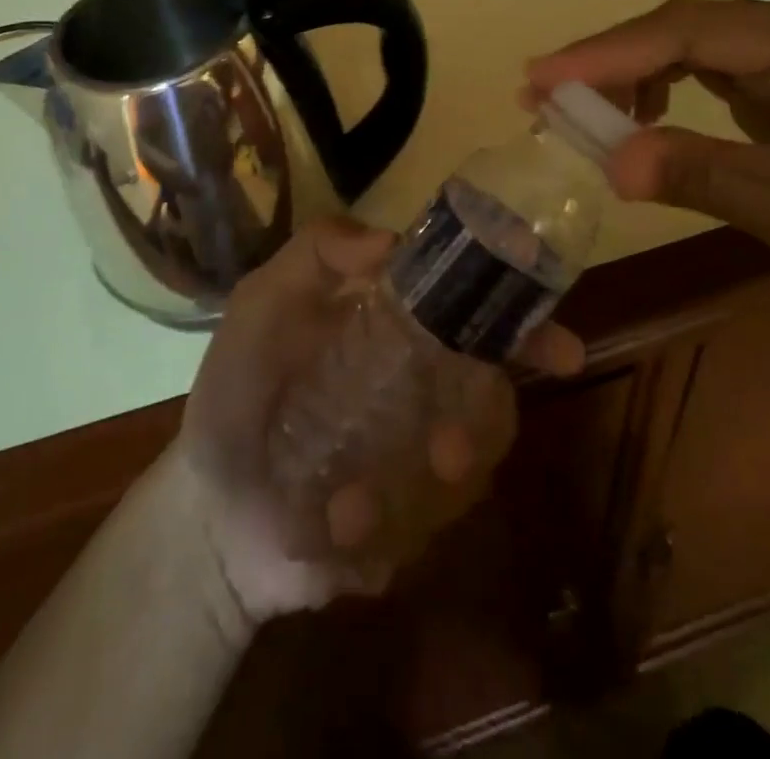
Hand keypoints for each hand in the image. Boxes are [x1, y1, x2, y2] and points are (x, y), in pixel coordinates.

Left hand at [175, 218, 583, 626]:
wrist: (211, 508)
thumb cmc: (238, 389)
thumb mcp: (262, 304)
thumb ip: (315, 254)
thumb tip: (391, 239)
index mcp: (400, 330)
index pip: (474, 314)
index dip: (522, 322)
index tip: (559, 343)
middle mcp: (426, 388)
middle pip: (493, 396)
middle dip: (486, 423)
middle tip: (449, 450)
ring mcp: (420, 458)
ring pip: (470, 467)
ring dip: (416, 489)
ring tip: (352, 503)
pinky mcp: (409, 524)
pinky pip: (428, 526)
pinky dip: (380, 529)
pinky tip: (329, 527)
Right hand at [526, 0, 769, 314]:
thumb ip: (700, 174)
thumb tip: (609, 162)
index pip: (686, 31)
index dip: (605, 52)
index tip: (540, 76)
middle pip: (691, 27)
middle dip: (616, 61)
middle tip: (549, 94)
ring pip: (707, 47)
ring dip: (645, 75)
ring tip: (594, 113)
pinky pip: (731, 73)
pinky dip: (682, 92)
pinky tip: (660, 121)